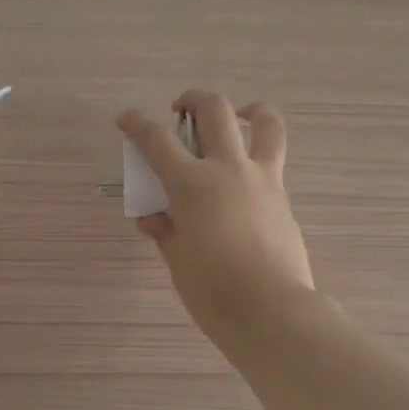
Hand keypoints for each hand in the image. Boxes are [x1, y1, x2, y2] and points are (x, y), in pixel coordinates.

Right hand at [117, 90, 314, 350]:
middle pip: (214, 109)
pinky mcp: (283, 198)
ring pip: (264, 123)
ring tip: (239, 117)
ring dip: (248, 110)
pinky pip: (272, 162)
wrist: (271, 310)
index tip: (125, 118)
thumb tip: (155, 218)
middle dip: (193, 99)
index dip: (136, 123)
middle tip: (181, 110)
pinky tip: (243, 183)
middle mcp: (228, 169)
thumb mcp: (176, 260)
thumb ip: (165, 230)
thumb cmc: (212, 290)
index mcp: (192, 184)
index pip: (157, 140)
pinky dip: (257, 157)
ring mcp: (263, 180)